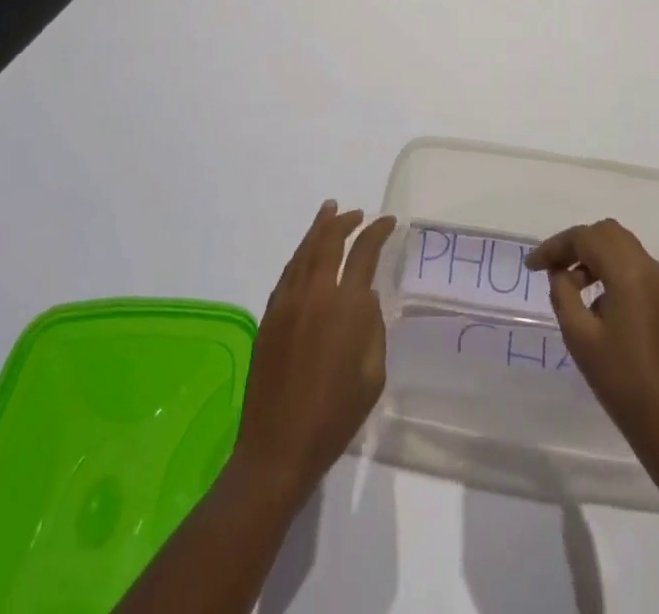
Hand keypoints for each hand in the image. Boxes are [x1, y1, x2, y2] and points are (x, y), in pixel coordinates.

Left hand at [232, 201, 397, 501]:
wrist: (278, 448)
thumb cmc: (335, 417)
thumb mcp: (373, 376)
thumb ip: (374, 329)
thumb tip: (367, 298)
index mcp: (347, 308)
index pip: (364, 253)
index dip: (377, 232)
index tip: (389, 222)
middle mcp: (316, 294)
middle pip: (329, 241)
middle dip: (345, 221)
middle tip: (357, 212)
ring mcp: (288, 302)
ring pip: (304, 251)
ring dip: (319, 228)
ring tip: (329, 212)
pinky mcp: (270, 315)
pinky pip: (288, 272)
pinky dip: (301, 254)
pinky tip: (306, 252)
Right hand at [526, 218, 658, 470]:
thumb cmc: (622, 383)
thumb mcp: (580, 338)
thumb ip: (563, 294)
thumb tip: (561, 273)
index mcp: (629, 273)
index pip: (585, 238)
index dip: (555, 247)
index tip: (531, 267)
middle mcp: (649, 268)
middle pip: (607, 233)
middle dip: (576, 244)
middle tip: (552, 268)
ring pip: (622, 247)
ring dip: (594, 256)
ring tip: (570, 286)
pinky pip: (635, 267)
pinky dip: (611, 270)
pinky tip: (596, 302)